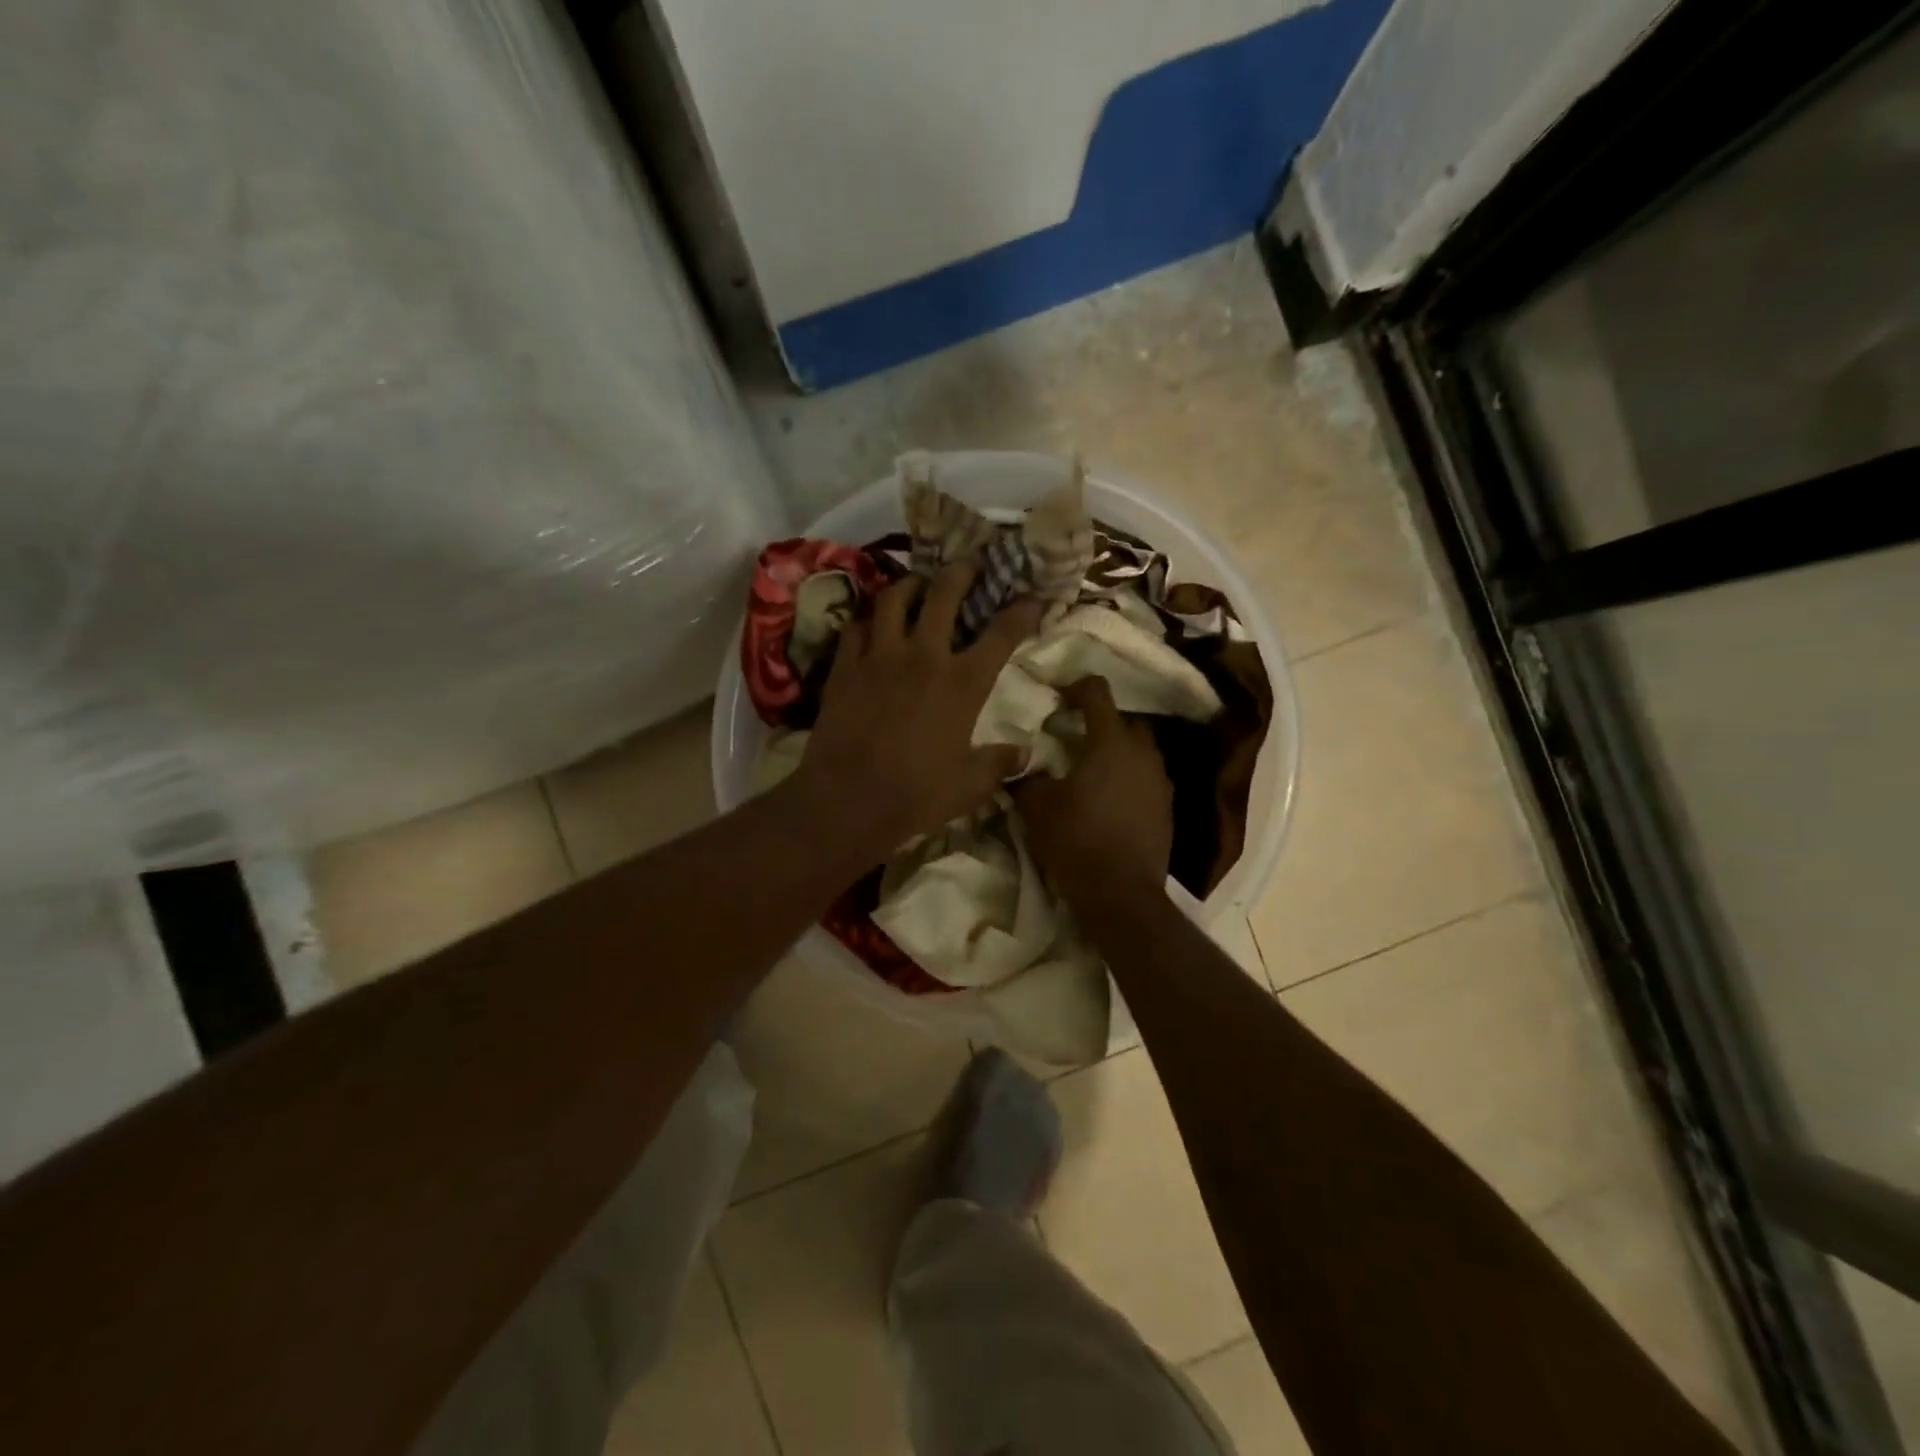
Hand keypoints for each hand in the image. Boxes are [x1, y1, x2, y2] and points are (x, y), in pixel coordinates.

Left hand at [794, 564, 1042, 857]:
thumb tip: (1025, 753)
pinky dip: (868, 620)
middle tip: (969, 565)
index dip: (1023, 610)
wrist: (848, 800)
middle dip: (962, 571)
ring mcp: (879, 656)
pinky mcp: (844, 666)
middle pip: (944, 593)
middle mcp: (924, 655)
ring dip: (911, 584)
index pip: (1002, 633)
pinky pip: (856, 626)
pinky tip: (872, 625)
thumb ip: (1000, 763)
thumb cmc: (916, 794)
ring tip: (918, 584)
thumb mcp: (970, 785)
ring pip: (894, 597)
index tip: (1033, 598)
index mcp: (963, 682)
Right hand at [1012, 676, 1172, 908]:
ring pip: (1139, 750)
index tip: (1058, 698)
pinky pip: (1146, 779)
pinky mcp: (1167, 808)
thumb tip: (1021, 767)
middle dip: (1101, 722)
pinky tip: (1108, 800)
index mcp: (1110, 741)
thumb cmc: (1076, 840)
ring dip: (1117, 752)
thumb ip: (1027, 778)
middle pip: (1124, 720)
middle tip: (1073, 736)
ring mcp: (1160, 780)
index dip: (1075, 687)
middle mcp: (1143, 753)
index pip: (1097, 692)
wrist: (1121, 894)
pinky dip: (1128, 779)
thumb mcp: (1037, 807)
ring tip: (1091, 770)